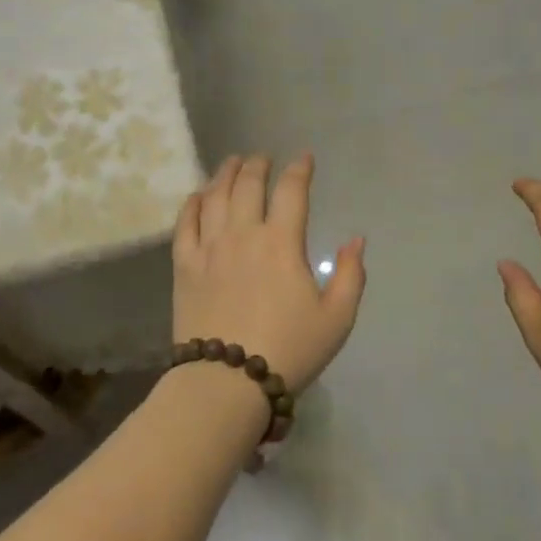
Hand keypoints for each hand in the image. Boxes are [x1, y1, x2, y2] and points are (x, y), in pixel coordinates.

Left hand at [173, 154, 366, 394]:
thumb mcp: (337, 319)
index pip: (291, 191)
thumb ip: (351, 275)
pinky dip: (192, 203)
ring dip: (225, 174)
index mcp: (282, 243)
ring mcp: (209, 248)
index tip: (304, 159)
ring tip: (232, 163)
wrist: (227, 382)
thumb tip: (356, 239)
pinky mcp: (184, 266)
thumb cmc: (289, 349)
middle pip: (248, 185)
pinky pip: (185, 224)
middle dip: (258, 165)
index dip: (299, 170)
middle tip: (263, 158)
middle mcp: (243, 234)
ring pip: (215, 196)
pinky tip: (198, 195)